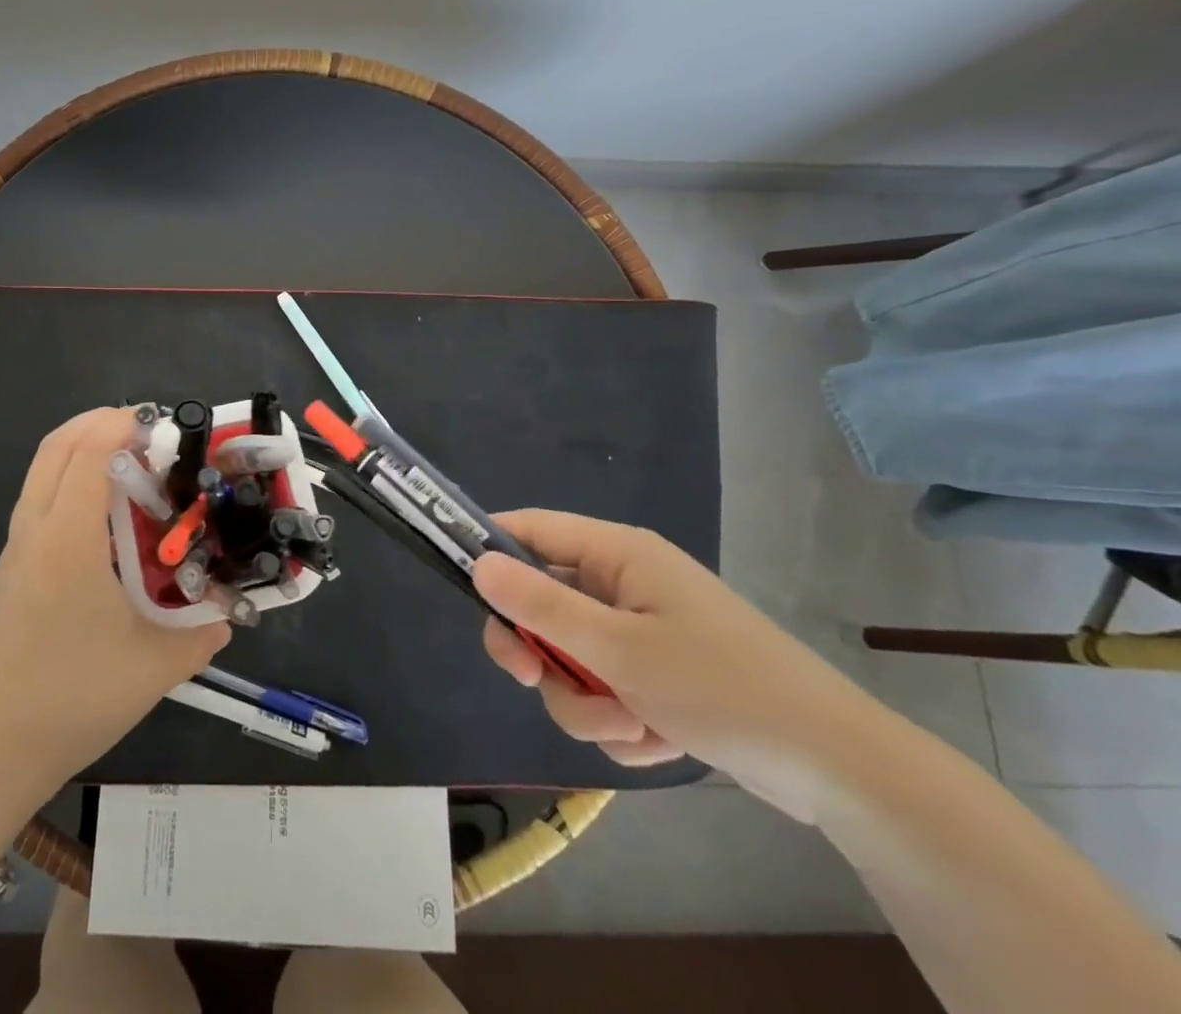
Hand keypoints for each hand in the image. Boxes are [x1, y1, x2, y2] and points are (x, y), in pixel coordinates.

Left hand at [0, 407, 229, 820]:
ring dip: (81, 453)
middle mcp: (35, 531)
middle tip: (146, 432)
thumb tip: (227, 618)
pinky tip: (105, 524)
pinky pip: (39, 503)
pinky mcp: (9, 572)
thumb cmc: (69, 700)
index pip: (89, 452)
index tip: (163, 424)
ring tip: (131, 470)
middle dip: (98, 423)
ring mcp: (14, 551)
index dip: (123, 425)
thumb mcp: (152, 669)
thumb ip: (200, 635)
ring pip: (42, 473)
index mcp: (67, 540)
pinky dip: (70, 485)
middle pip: (56, 447)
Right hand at [475, 510, 886, 822]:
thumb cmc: (723, 688)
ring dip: (585, 700)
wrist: (839, 771)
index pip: (529, 529)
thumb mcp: (619, 649)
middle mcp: (623, 583)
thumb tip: (478, 564)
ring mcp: (640, 631)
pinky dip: (618, 721)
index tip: (460, 587)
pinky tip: (657, 739)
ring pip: (569, 659)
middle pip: (541, 603)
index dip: (489, 550)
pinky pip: (603, 691)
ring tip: (633, 725)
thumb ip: (541, 606)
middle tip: (531, 678)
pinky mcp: (656, 676)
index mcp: (617, 554)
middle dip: (538, 651)